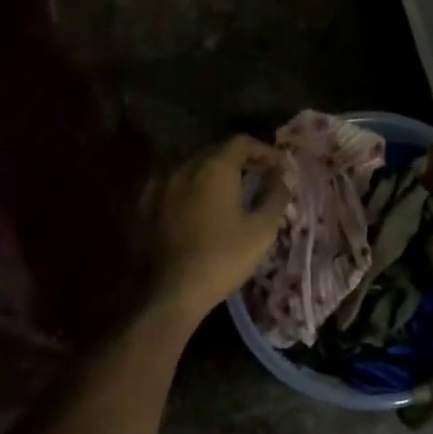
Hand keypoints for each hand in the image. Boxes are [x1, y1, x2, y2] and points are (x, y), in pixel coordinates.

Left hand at [141, 136, 290, 320]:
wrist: (174, 291)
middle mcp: (185, 168)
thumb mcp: (262, 228)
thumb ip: (275, 195)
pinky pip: (176, 185)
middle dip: (241, 159)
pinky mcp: (149, 206)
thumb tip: (283, 176)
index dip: (263, 150)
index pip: (241, 142)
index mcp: (214, 168)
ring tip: (233, 192)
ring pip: (194, 167)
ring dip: (216, 173)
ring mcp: (163, 186)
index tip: (279, 166)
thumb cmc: (224, 257)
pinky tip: (200, 204)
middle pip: (216, 151)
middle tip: (260, 176)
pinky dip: (193, 188)